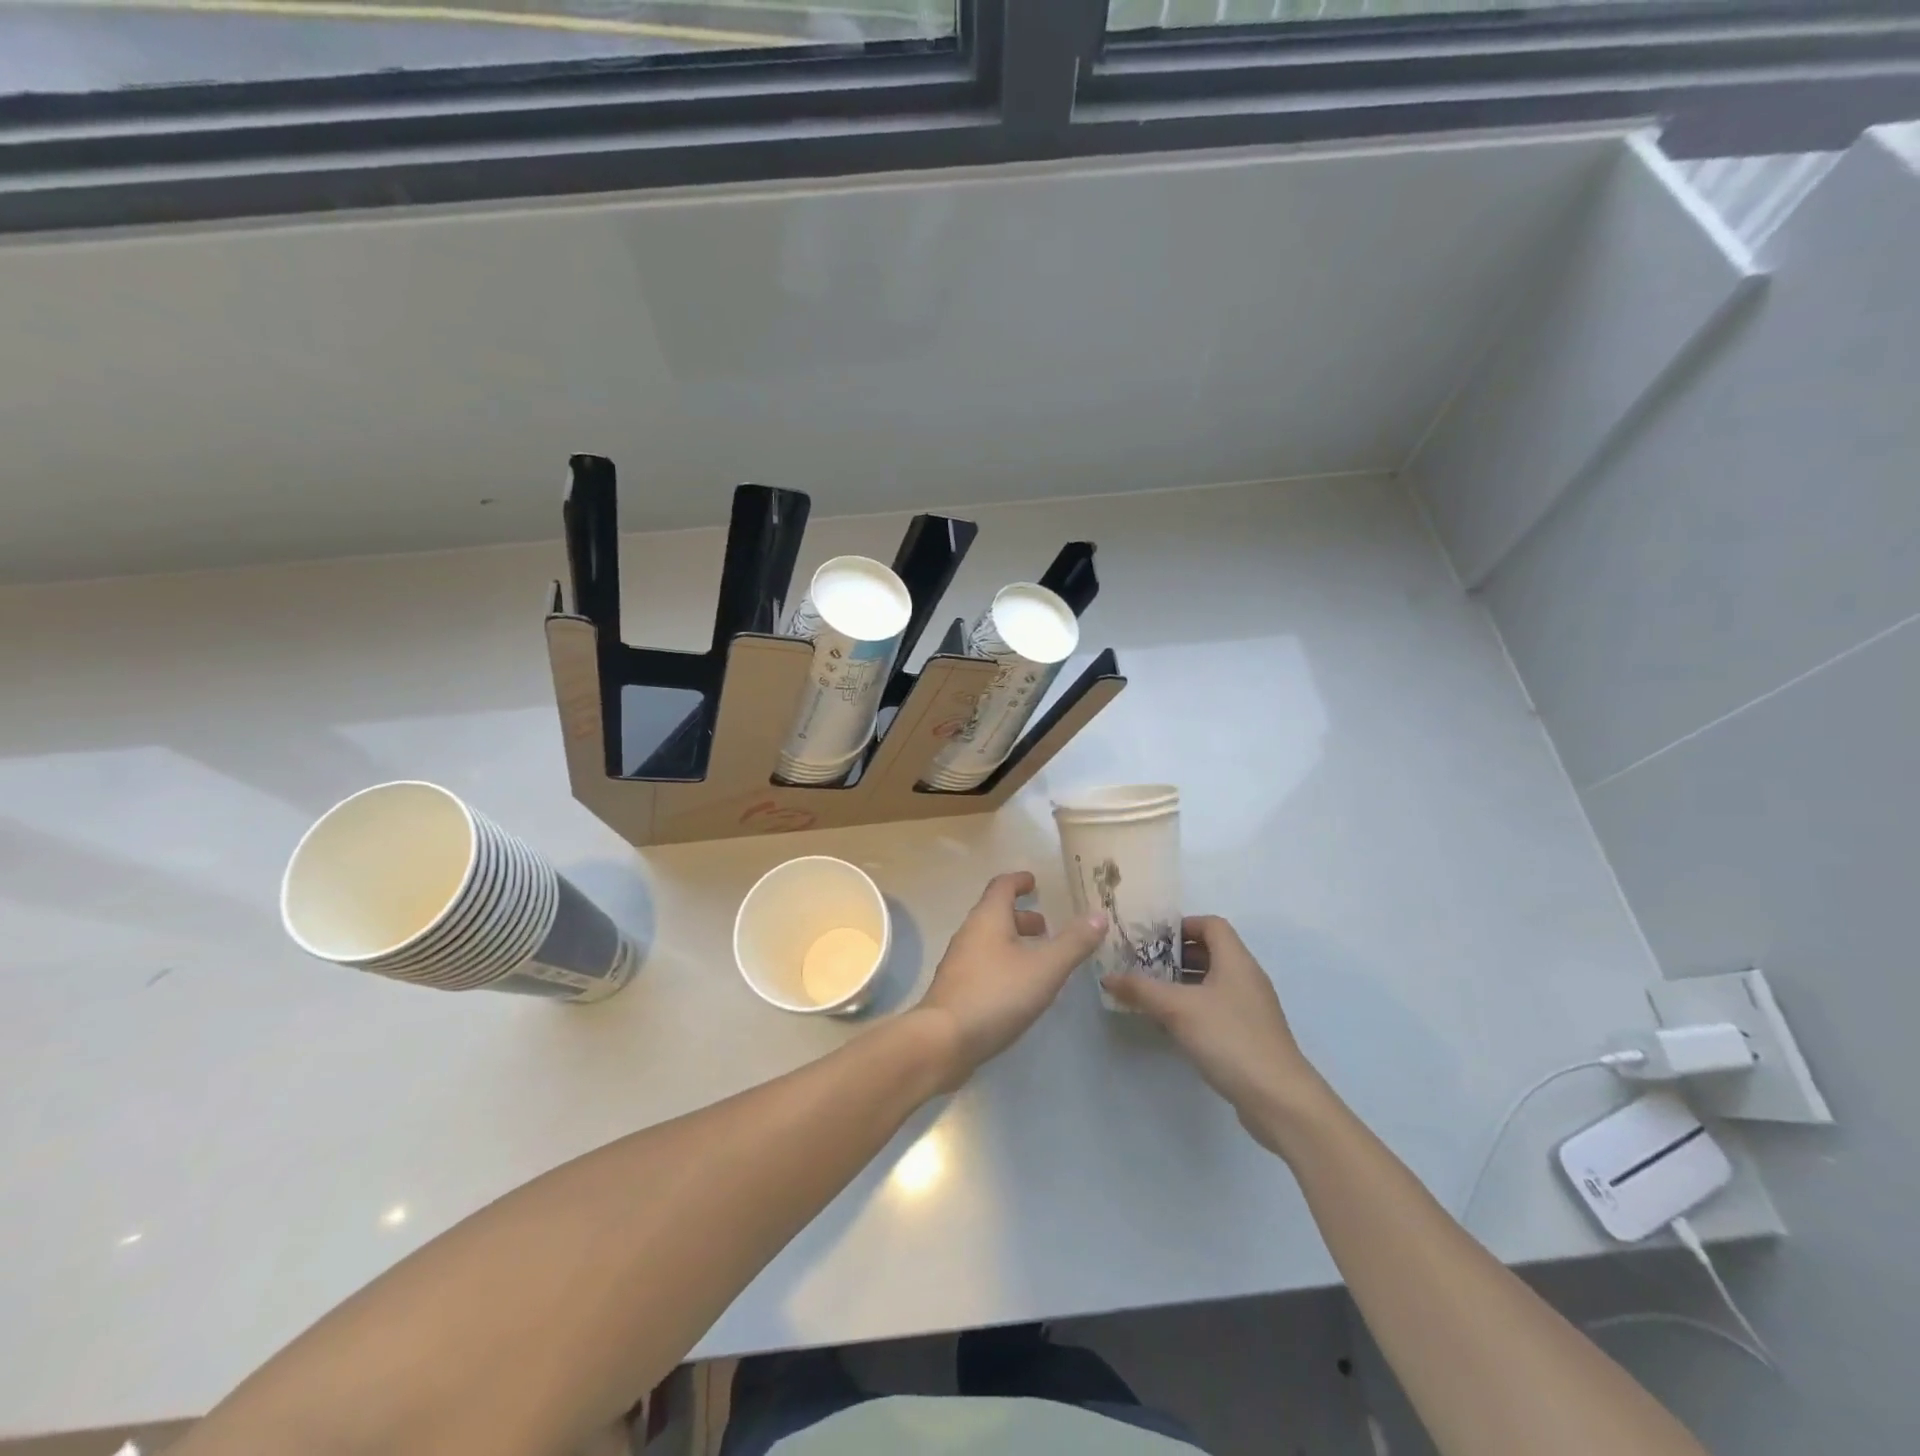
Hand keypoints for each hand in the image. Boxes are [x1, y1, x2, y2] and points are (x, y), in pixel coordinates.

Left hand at [916, 871, 1107, 1086]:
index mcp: (988, 918)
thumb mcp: (1045, 968)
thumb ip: (1074, 942)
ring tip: (1039, 958)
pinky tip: (1019, 987)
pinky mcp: (956, 988)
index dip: (1019, 881)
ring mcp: (959, 962)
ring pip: (989, 941)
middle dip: (1021, 916)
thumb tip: (1099, 915)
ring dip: (1013, 942)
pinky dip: (1004, 963)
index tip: (1034, 881)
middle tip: (1046, 927)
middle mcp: (969, 933)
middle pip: (995, 914)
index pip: (1002, 886)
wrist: (944, 1040)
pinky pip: (984, 964)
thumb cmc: (997, 994)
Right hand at [1102, 915, 1326, 1151]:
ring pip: (1212, 982)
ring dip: (1182, 983)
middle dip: (1175, 955)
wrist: (1279, 1099)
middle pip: (1211, 952)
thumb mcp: (1177, 1009)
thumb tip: (1107, 976)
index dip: (1182, 925)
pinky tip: (1171, 1025)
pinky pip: (1217, 1008)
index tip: (1151, 938)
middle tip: (1142, 964)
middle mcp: (1247, 978)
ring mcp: (1251, 1008)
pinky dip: (1194, 1008)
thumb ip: (1141, 989)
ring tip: (1150, 993)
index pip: (1211, 924)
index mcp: (1236, 961)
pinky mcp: (1250, 1035)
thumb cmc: (1229, 1038)